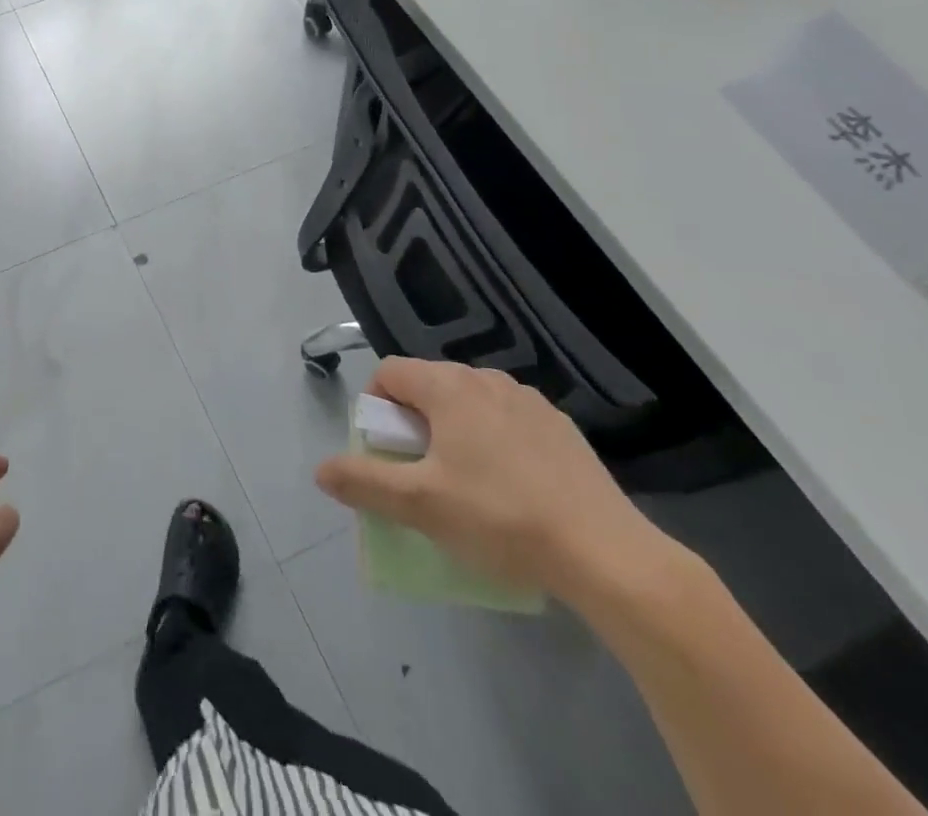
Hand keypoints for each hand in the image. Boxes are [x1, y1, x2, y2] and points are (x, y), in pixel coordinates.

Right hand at [315, 359, 673, 604]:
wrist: (607, 554)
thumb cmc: (499, 518)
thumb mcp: (420, 505)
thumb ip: (364, 482)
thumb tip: (321, 470)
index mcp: (447, 386)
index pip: (389, 372)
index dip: (375, 407)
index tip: (386, 451)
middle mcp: (485, 379)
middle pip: (428, 386)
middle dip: (413, 422)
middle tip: (421, 473)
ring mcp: (528, 400)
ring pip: (469, 402)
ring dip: (453, 429)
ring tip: (466, 483)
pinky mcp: (561, 427)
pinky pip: (507, 421)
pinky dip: (494, 441)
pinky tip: (512, 488)